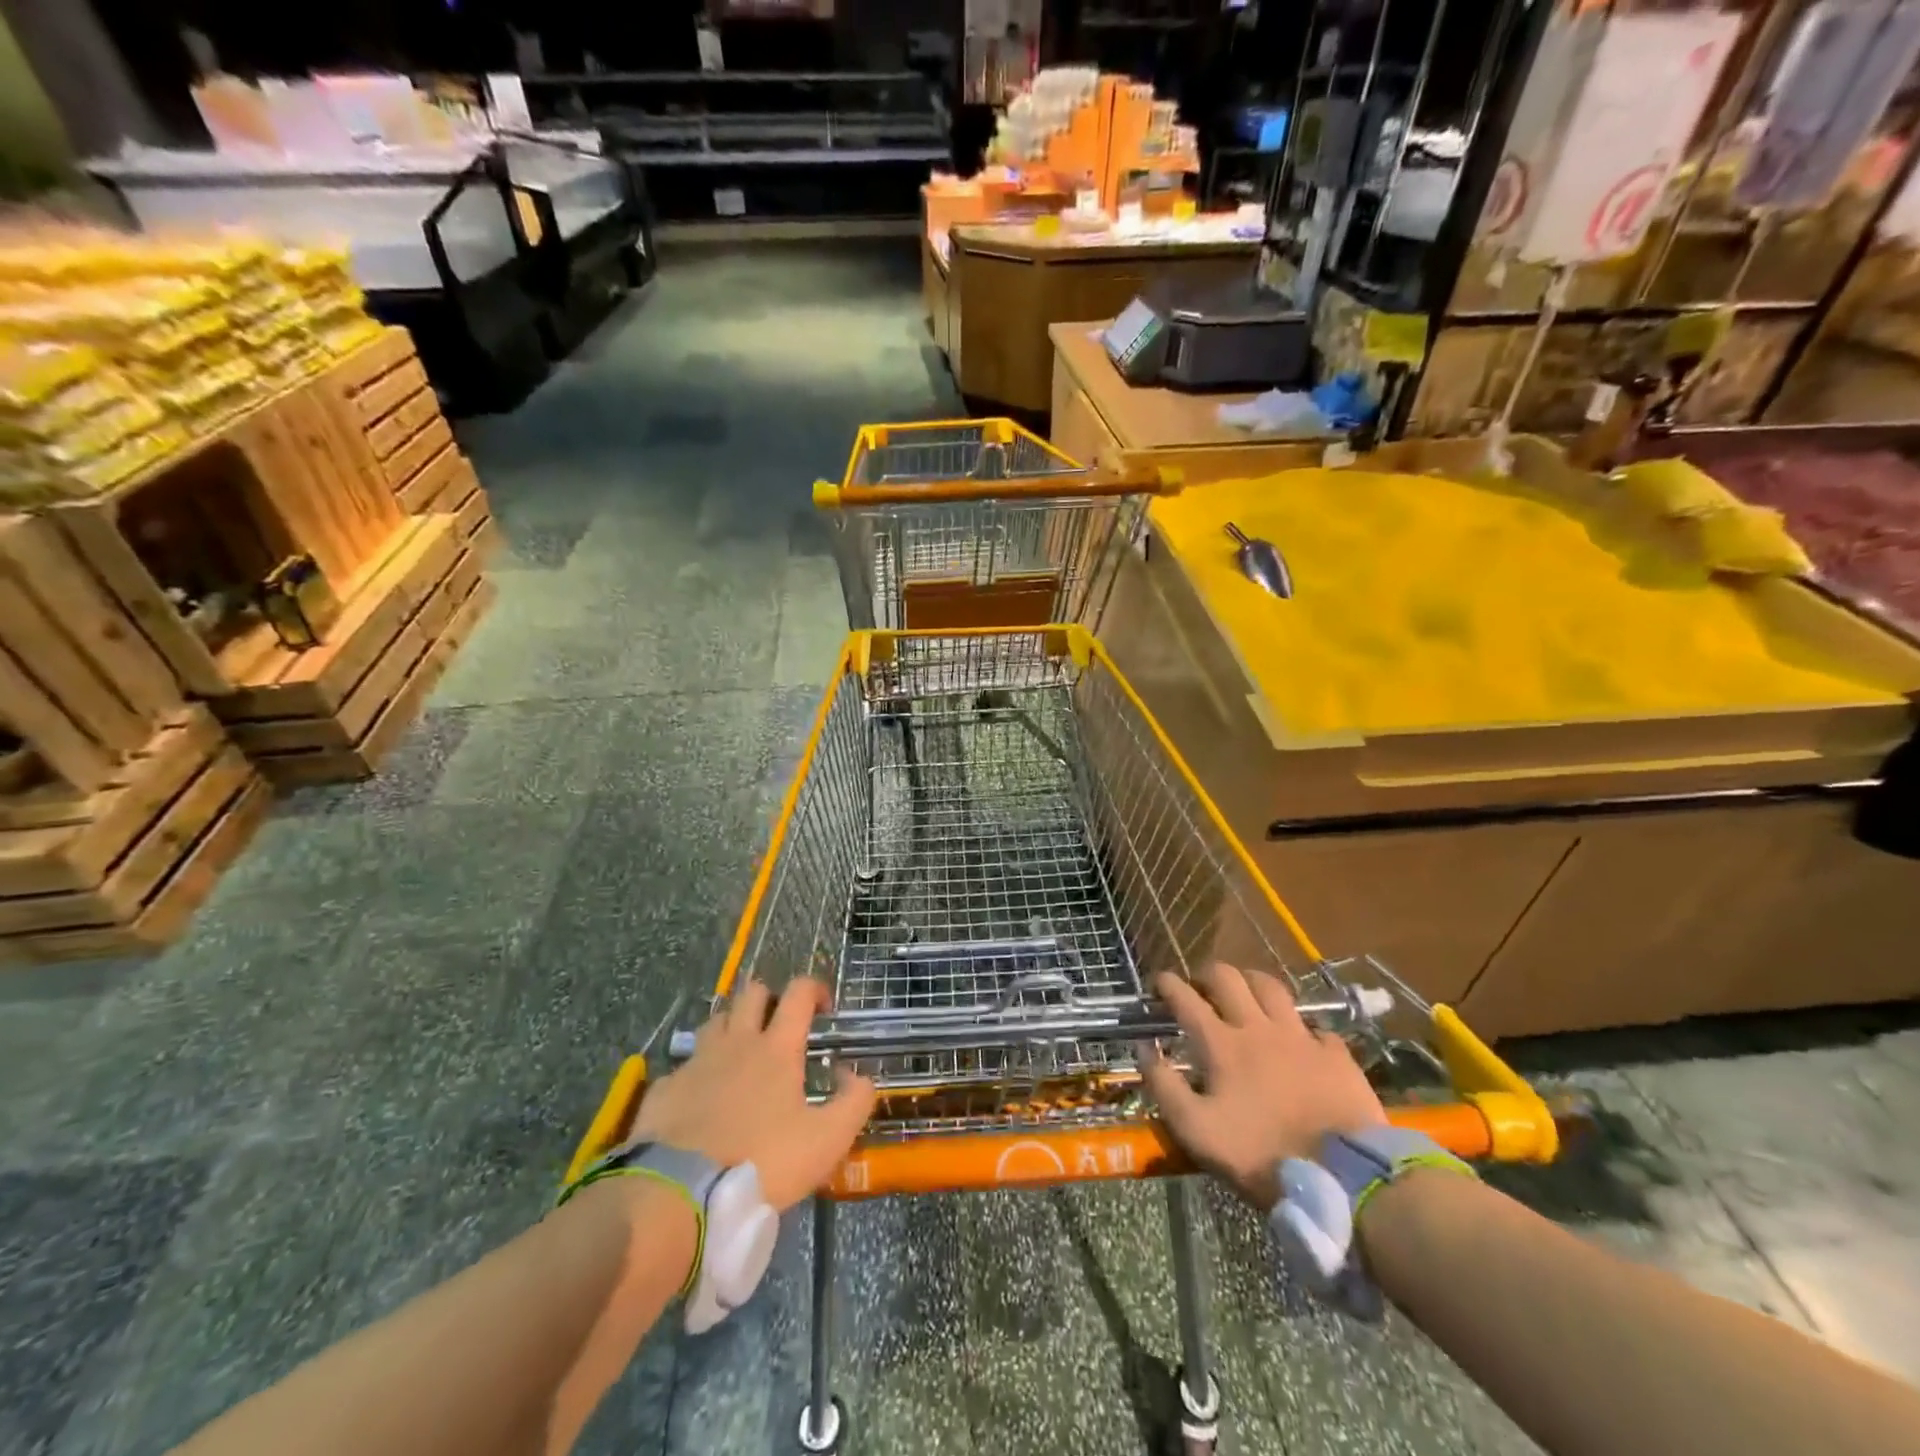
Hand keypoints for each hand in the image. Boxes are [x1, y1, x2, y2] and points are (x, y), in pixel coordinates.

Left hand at [624, 978, 876, 1209]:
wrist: (678, 1195)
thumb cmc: (762, 1162)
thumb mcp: (827, 1141)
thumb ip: (854, 1102)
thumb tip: (855, 1075)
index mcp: (777, 1048)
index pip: (798, 993)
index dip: (815, 989)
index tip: (824, 1009)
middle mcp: (736, 1042)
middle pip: (751, 993)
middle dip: (769, 999)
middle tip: (779, 1026)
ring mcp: (696, 1062)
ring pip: (716, 1021)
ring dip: (732, 1026)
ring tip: (741, 1054)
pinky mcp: (664, 1089)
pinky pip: (685, 1066)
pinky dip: (699, 1072)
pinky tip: (702, 1098)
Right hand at [1140, 962, 1385, 1208]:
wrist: (1346, 1178)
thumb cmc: (1262, 1155)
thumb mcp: (1197, 1132)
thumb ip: (1164, 1086)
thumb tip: (1144, 1048)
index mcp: (1221, 1044)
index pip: (1186, 999)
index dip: (1167, 984)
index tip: (1157, 982)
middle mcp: (1258, 1028)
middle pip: (1228, 978)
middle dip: (1206, 973)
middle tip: (1199, 986)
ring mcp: (1300, 1037)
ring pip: (1271, 987)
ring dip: (1250, 982)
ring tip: (1244, 992)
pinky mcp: (1335, 1054)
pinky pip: (1314, 1025)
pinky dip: (1298, 1026)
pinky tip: (1298, 1038)